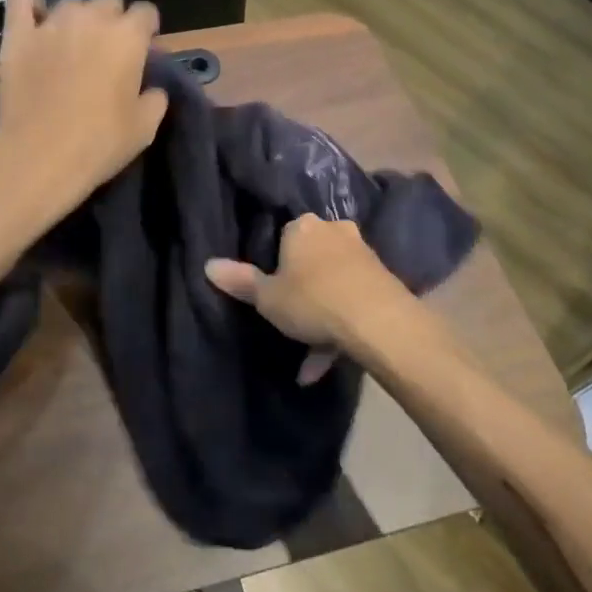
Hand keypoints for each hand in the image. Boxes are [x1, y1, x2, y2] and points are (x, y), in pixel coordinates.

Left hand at [0, 0, 168, 220]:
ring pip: (70, 2)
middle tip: (107, 48)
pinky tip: (35, 20)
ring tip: (71, 43)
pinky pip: (22, 0)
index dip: (146, 28)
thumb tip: (153, 88)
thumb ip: (155, 98)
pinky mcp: (18, 35)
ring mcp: (52, 23)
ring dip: (76, 18)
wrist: (41, 155)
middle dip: (112, 17)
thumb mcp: (145, 127)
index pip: (145, 11)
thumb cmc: (100, 143)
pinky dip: (30, 5)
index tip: (143, 47)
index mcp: (128, 37)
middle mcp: (92, 19)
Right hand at [205, 215, 413, 381]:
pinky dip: (341, 326)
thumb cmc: (312, 300)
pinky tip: (329, 363)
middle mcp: (334, 231)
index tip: (272, 289)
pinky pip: (352, 299)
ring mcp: (362, 254)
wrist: (378, 321)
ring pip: (333, 283)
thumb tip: (207, 265)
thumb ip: (240, 281)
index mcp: (302, 227)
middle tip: (291, 320)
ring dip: (321, 316)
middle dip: (302, 290)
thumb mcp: (267, 298)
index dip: (276, 263)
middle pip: (311, 258)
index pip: (283, 235)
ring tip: (309, 360)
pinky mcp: (383, 278)